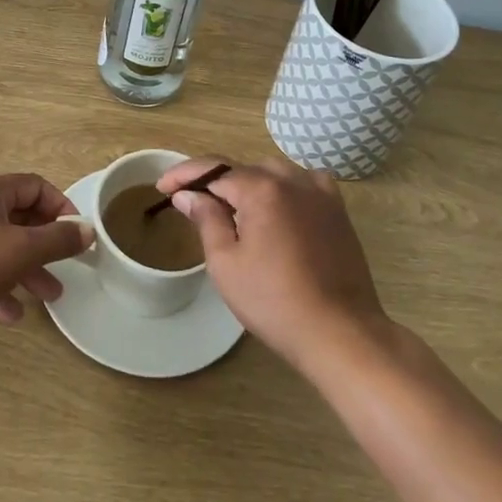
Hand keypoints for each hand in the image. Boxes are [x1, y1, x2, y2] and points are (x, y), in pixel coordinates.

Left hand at [0, 173, 93, 334]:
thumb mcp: (22, 251)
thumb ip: (58, 239)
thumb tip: (87, 229)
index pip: (34, 186)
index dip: (60, 207)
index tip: (76, 234)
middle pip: (17, 217)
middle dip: (45, 244)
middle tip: (66, 267)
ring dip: (25, 268)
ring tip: (48, 296)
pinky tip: (10, 313)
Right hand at [159, 156, 388, 374]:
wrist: (340, 332)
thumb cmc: (274, 302)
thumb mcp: (226, 263)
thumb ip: (206, 219)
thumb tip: (188, 194)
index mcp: (262, 188)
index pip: (213, 169)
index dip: (183, 175)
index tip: (161, 187)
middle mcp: (292, 179)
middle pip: (243, 170)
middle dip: (215, 183)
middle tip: (193, 205)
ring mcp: (319, 191)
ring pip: (273, 174)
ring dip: (248, 185)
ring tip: (231, 210)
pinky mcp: (337, 209)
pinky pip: (302, 184)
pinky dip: (282, 189)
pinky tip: (276, 208)